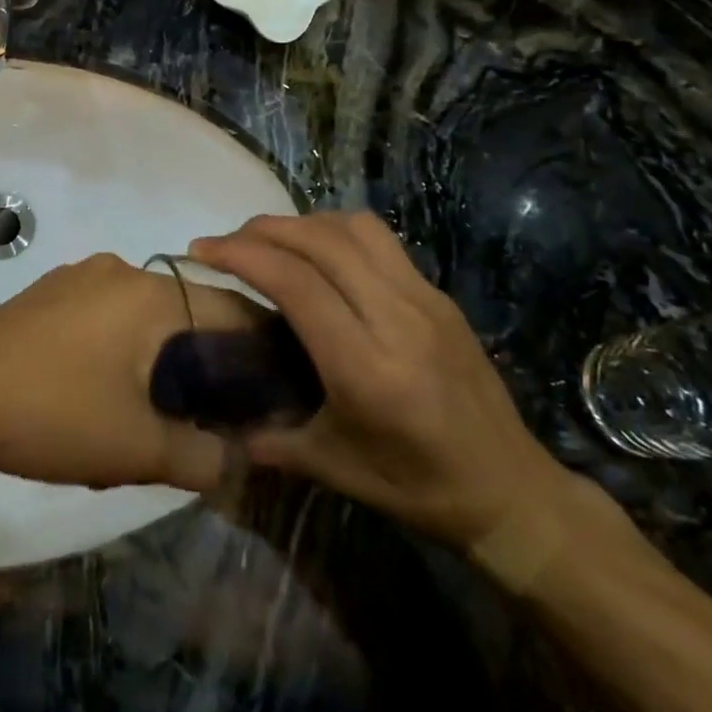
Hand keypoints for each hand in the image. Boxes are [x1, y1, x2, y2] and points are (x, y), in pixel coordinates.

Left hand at [0, 254, 262, 491]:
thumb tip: (236, 462)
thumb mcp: (135, 448)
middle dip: (205, 362)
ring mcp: (79, 277)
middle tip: (210, 415)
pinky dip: (123, 348)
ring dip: (160, 358)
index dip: (261, 352)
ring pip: (145, 316)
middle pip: (187, 312)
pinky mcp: (48, 294)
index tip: (273, 394)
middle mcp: (120, 271)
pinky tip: (102, 391)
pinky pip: (107, 316)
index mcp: (151, 294)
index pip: (232, 311)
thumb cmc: (49, 412)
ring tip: (155, 411)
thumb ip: (201, 457)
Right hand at [188, 213, 570, 546]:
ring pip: (352, 228)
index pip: (295, 283)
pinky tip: (319, 255)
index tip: (201, 250)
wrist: (510, 488)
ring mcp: (424, 299)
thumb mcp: (334, 469)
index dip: (241, 255)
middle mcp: (396, 318)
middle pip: (319, 241)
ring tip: (270, 242)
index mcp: (366, 367)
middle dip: (262, 229)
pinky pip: (379, 239)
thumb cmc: (416, 485)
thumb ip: (271, 440)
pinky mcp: (438, 294)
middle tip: (226, 242)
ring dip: (301, 223)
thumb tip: (220, 424)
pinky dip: (335, 231)